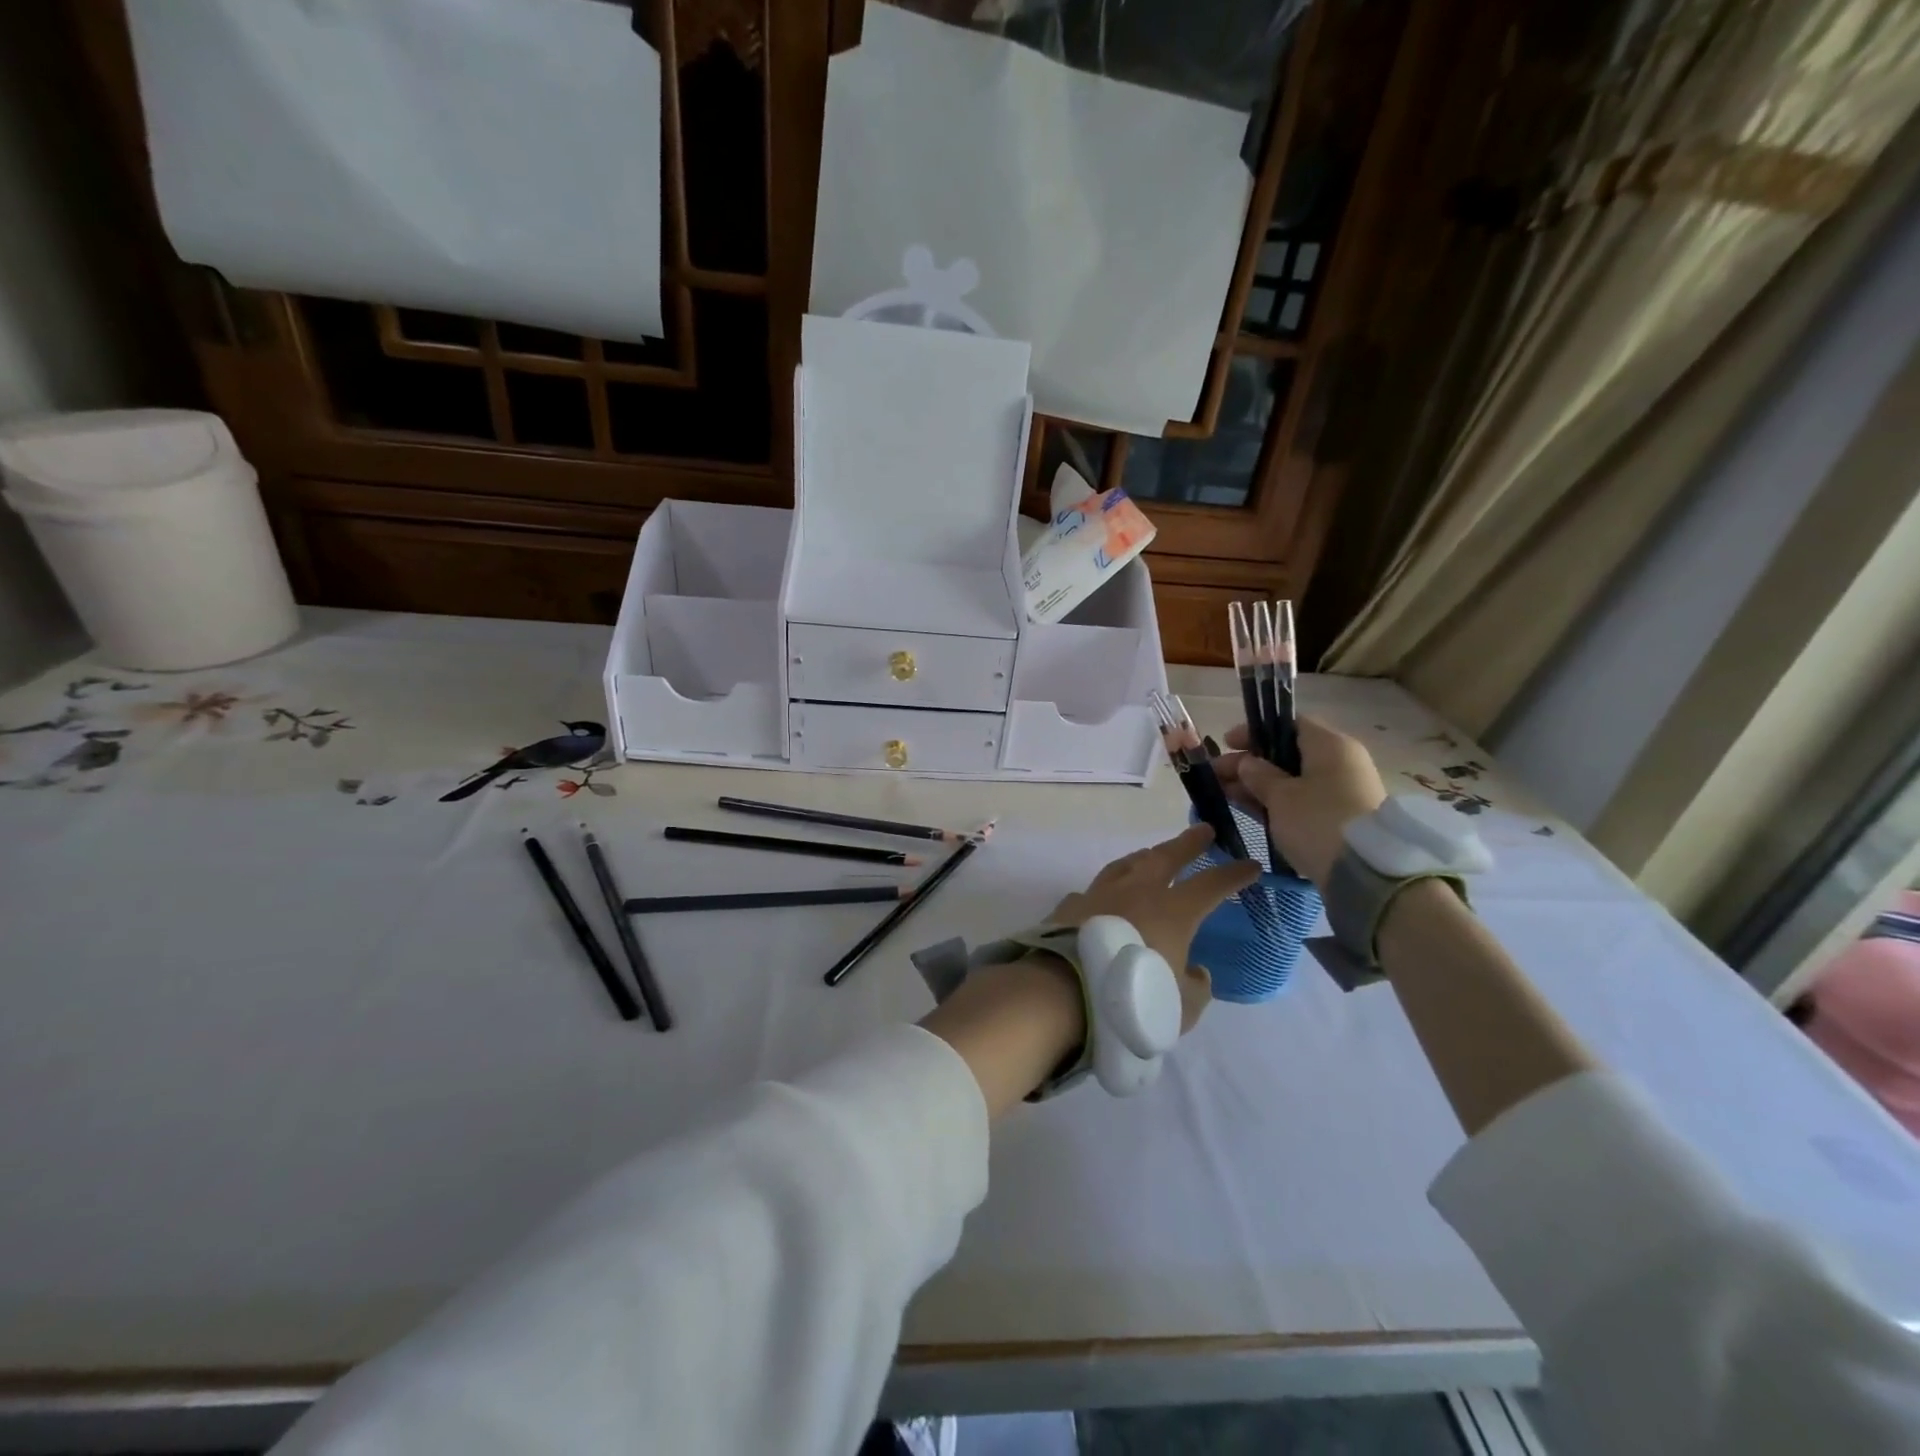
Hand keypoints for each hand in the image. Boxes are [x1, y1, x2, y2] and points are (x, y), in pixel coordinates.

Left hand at [1048, 823, 1258, 1032]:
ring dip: (1143, 857)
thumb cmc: (1134, 999)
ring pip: (1126, 865)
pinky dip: (1103, 891)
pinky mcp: (1071, 906)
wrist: (1066, 990)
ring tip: (1151, 854)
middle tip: (1203, 830)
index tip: (1249, 865)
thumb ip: (1195, 987)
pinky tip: (1102, 896)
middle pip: (1167, 857)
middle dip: (1188, 843)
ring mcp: (1100, 894)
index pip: (1212, 885)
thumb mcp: (1181, 1007)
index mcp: (1173, 911)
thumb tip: (1195, 972)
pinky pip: (1092, 891)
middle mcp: (1137, 892)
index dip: (1233, 875)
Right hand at [1215, 717, 1385, 888]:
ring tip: (1226, 796)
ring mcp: (1344, 791)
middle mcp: (1341, 762)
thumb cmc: (1318, 821)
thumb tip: (1247, 763)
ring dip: (1259, 785)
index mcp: (1330, 745)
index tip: (1227, 744)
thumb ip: (1258, 774)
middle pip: (1288, 753)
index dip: (1255, 731)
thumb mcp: (1280, 796)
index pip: (1289, 724)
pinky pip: (1303, 800)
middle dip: (1250, 763)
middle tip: (1217, 775)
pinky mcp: (1341, 817)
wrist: (1368, 873)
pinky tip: (1250, 810)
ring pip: (1293, 779)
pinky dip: (1277, 802)